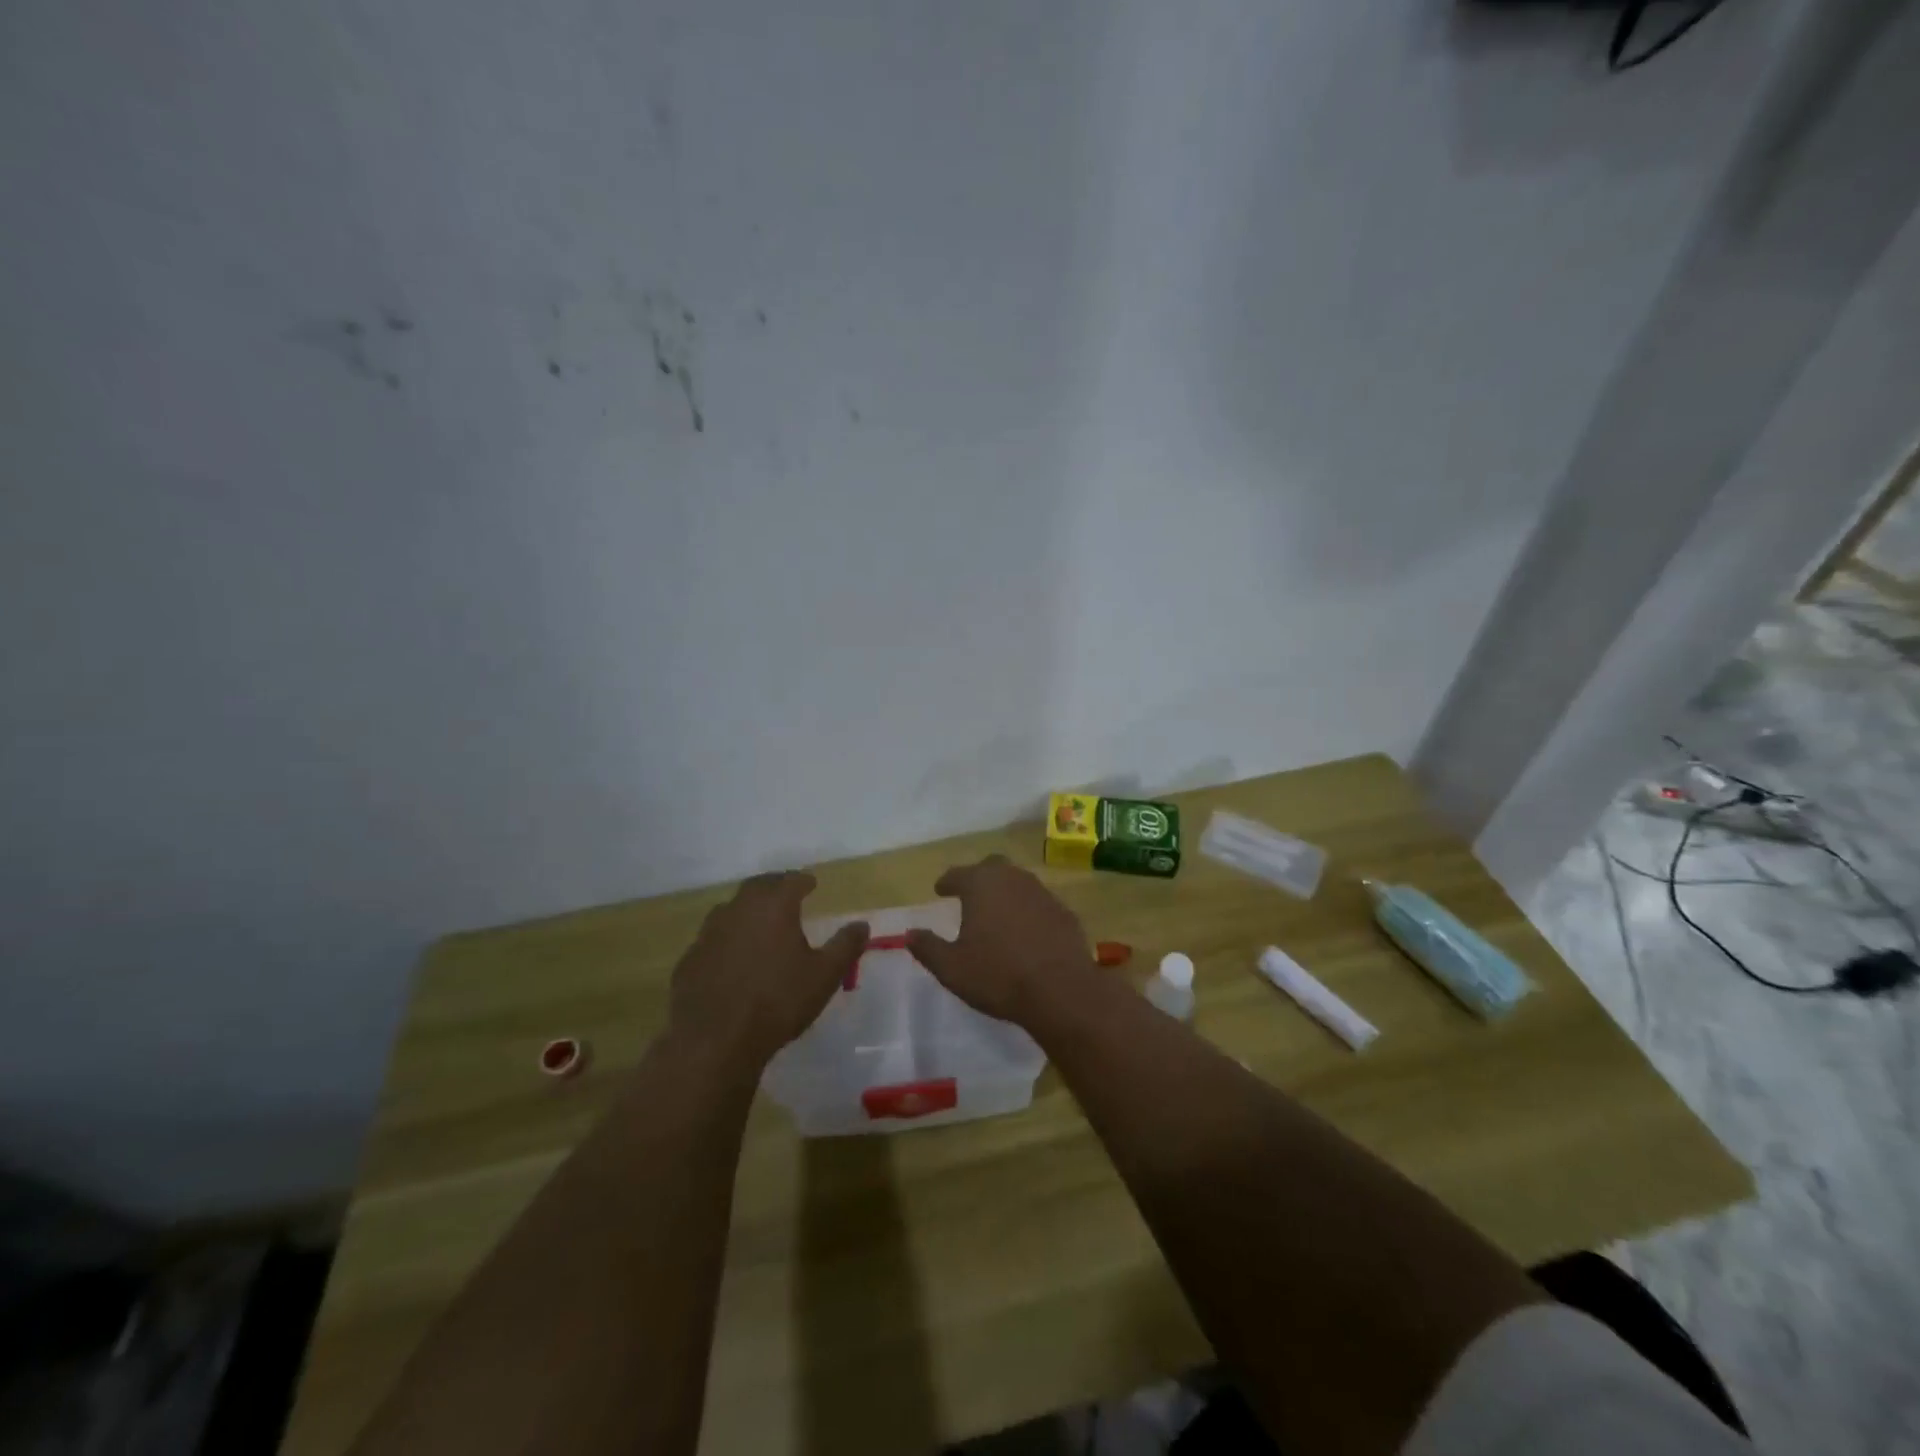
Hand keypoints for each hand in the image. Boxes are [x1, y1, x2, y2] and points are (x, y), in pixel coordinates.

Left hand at [668, 872, 866, 1069]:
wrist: (714, 1041)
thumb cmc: (778, 1002)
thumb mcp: (824, 976)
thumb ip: (845, 946)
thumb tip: (862, 925)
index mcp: (773, 907)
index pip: (791, 880)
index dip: (803, 880)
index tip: (811, 883)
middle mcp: (738, 910)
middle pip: (757, 887)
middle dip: (774, 886)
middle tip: (785, 892)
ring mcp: (708, 933)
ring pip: (730, 910)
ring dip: (747, 910)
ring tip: (759, 922)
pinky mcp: (689, 959)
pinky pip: (712, 939)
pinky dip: (726, 939)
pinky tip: (732, 957)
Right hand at [906, 855, 1103, 1024]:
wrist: (1061, 991)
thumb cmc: (998, 976)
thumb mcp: (952, 968)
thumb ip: (928, 948)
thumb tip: (910, 934)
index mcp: (981, 885)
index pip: (958, 874)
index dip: (947, 882)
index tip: (940, 889)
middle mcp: (1012, 878)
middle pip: (992, 867)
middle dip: (978, 876)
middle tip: (969, 893)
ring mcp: (1042, 892)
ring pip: (1018, 881)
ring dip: (1005, 891)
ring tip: (996, 912)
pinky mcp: (1064, 911)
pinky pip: (1039, 902)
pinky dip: (1028, 909)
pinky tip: (1026, 930)